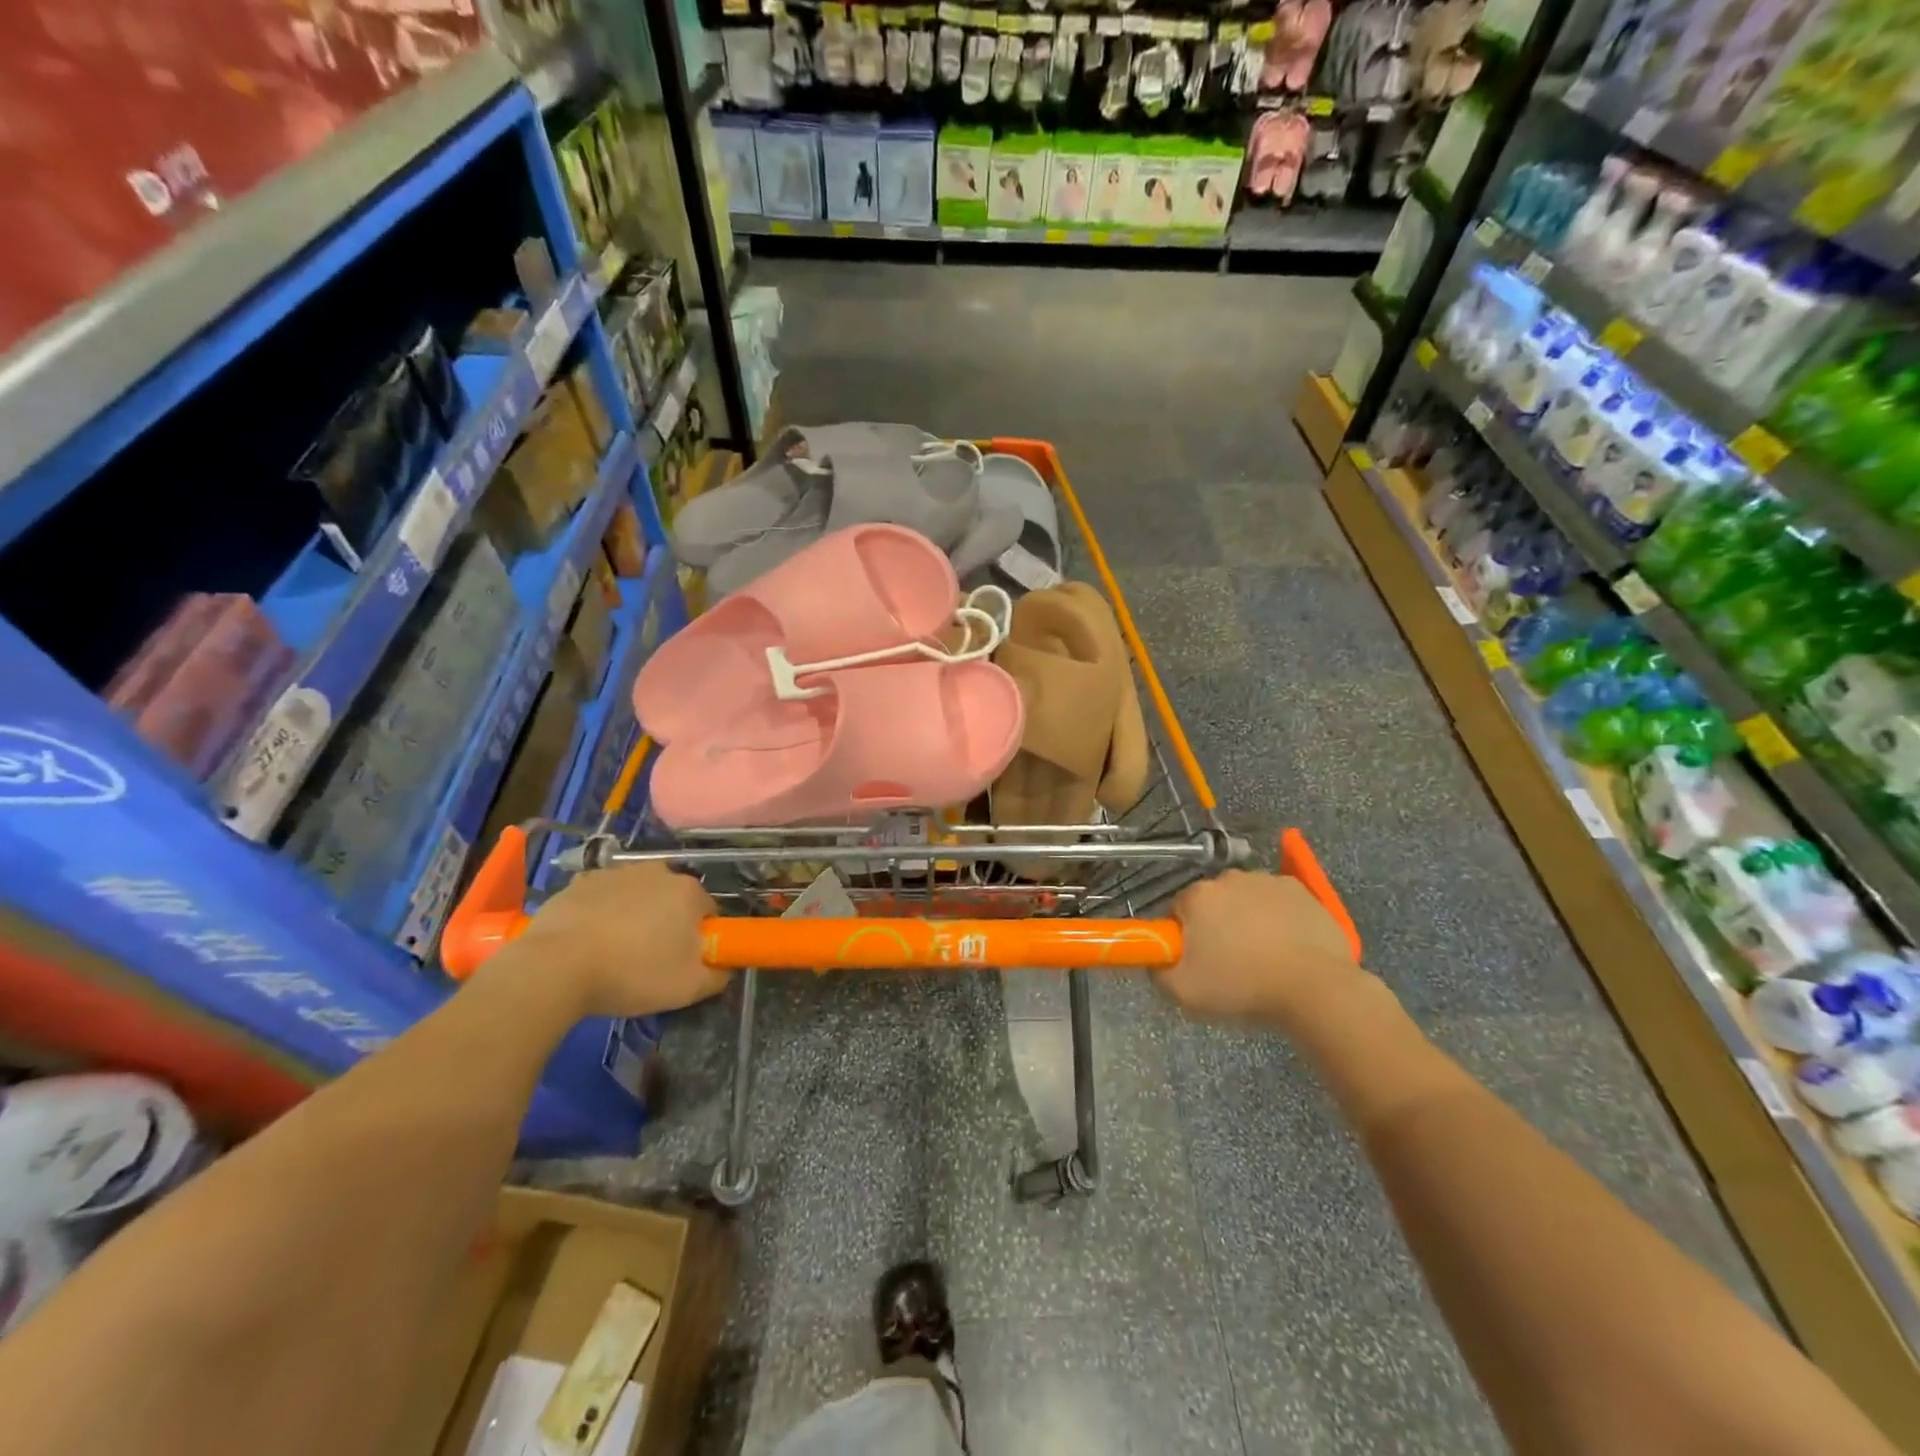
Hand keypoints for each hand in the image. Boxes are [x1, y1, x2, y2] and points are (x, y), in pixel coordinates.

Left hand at [501, 862, 728, 1018]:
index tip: (684, 961)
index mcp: (688, 891)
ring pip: (637, 896)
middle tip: (650, 959)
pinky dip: (600, 914)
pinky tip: (587, 943)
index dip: (699, 937)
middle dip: (667, 923)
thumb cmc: (631, 973)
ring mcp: (616, 873)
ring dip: (634, 917)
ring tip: (614, 953)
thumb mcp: (689, 988)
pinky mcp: (580, 882)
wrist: (554, 968)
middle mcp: (658, 871)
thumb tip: (724, 966)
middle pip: (672, 899)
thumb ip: (718, 975)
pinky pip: (602, 898)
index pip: (708, 911)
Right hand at [1156, 870, 1368, 1030]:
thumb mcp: (1185, 992)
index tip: (1197, 960)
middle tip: (1228, 961)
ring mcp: (1266, 880)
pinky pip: (1277, 900)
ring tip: (1262, 955)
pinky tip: (1287, 945)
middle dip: (1215, 924)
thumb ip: (1158, 972)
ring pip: (1245, 898)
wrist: (1315, 988)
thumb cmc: (1243, 987)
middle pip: (1212, 901)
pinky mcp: (1299, 889)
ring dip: (1247, 918)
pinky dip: (1277, 916)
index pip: (1177, 910)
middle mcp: (1228, 878)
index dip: (1185, 935)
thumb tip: (1156, 960)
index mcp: (1197, 896)